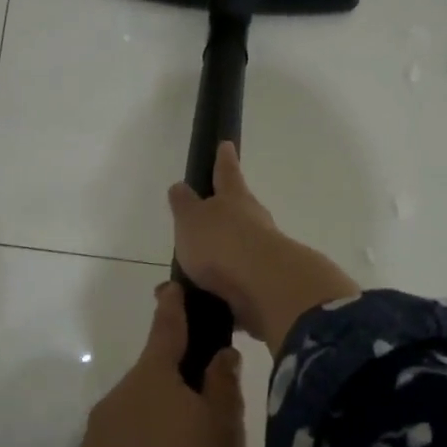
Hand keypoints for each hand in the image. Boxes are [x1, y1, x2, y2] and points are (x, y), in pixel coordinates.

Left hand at [68, 282, 245, 446]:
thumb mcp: (222, 430)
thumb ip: (223, 387)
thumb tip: (220, 354)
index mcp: (154, 378)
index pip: (167, 330)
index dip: (173, 308)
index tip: (172, 287)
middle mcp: (120, 398)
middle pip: (155, 383)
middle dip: (180, 393)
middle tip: (214, 428)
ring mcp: (99, 436)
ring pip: (142, 422)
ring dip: (166, 435)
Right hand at [168, 142, 357, 350]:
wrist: (265, 287)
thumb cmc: (222, 243)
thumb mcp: (191, 219)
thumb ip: (184, 205)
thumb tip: (180, 188)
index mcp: (234, 199)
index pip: (226, 172)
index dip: (224, 160)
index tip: (226, 145)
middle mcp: (254, 222)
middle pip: (239, 211)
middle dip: (223, 215)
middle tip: (204, 220)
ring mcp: (264, 254)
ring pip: (238, 250)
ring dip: (219, 259)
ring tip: (191, 275)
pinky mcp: (266, 285)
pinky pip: (239, 284)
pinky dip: (223, 289)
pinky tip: (205, 301)